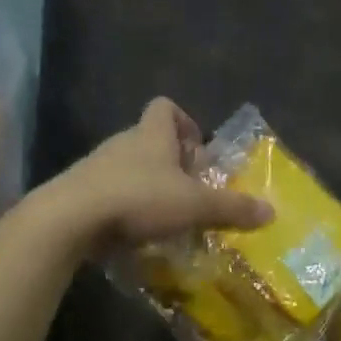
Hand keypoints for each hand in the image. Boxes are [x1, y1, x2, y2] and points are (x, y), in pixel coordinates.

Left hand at [39, 98, 272, 253]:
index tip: (197, 152)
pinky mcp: (77, 193)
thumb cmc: (138, 199)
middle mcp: (122, 143)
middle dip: (171, 163)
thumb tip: (272, 212)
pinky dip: (123, 208)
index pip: (165, 107)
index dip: (184, 122)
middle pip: (149, 140)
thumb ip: (232, 208)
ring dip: (147, 186)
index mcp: (151, 135)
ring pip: (128, 168)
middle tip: (188, 192)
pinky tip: (134, 233)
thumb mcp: (194, 205)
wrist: (67, 220)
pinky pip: (107, 193)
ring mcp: (95, 167)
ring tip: (164, 217)